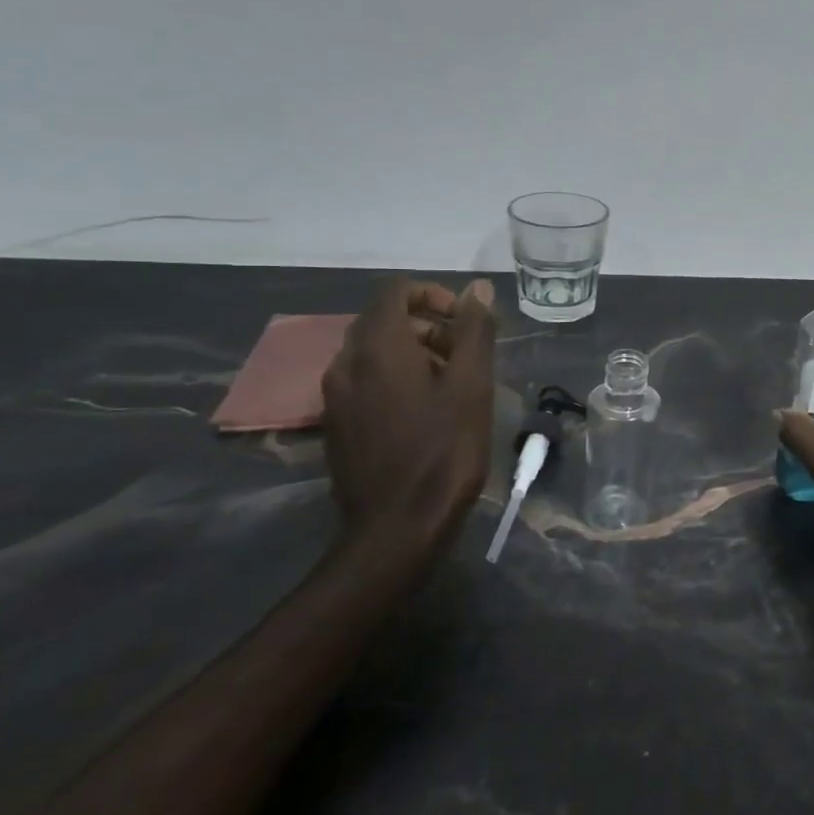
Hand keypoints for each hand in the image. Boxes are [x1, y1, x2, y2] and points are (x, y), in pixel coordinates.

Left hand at [322, 276, 496, 559]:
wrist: (397, 526)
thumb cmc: (443, 449)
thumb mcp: (471, 385)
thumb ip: (474, 331)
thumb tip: (478, 288)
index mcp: (378, 347)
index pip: (395, 291)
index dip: (434, 294)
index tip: (465, 320)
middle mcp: (346, 362)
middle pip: (383, 320)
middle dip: (428, 325)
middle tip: (466, 353)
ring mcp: (335, 396)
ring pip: (374, 352)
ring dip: (414, 352)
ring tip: (453, 383)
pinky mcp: (336, 424)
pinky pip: (365, 380)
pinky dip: (396, 378)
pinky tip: (427, 411)